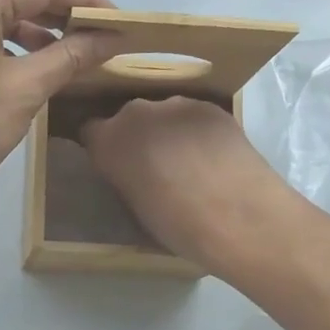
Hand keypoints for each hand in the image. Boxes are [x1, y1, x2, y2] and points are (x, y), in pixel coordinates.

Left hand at [0, 0, 125, 218]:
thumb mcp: (24, 91)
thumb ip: (69, 57)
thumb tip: (109, 38)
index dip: (86, 2)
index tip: (120, 23)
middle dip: (61, 19)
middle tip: (101, 41)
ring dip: (35, 36)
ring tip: (72, 59)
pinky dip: (7, 51)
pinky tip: (30, 72)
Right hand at [81, 97, 305, 270]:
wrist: (239, 216)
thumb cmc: (177, 225)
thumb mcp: (134, 206)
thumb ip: (125, 178)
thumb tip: (133, 173)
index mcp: (108, 141)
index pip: (90, 131)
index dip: (103, 147)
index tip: (115, 165)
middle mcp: (136, 113)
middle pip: (128, 118)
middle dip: (137, 137)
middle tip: (154, 167)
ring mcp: (176, 104)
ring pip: (164, 115)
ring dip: (169, 132)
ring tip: (190, 162)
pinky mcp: (211, 106)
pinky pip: (193, 116)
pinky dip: (197, 131)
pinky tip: (214, 156)